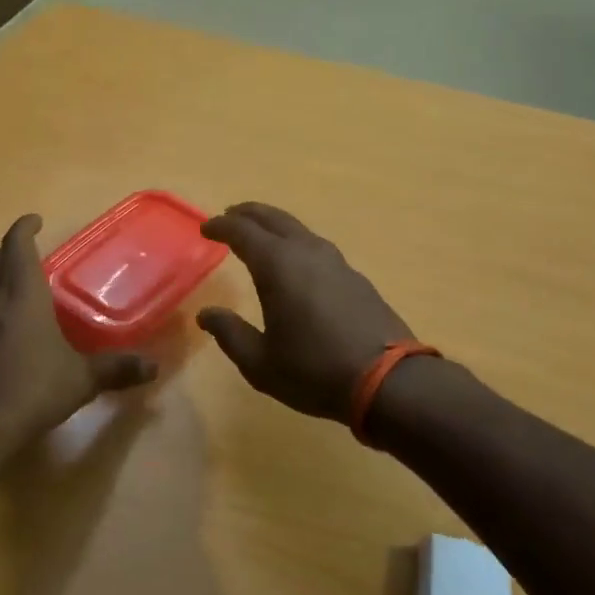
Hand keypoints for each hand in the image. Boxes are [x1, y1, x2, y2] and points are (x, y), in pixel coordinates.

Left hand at [0, 214, 156, 452]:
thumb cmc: (30, 389)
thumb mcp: (80, 379)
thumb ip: (115, 369)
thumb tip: (153, 367)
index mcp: (20, 292)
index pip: (17, 244)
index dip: (24, 228)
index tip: (34, 220)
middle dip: (9, 251)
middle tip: (29, 254)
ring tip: (11, 283)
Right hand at [196, 203, 414, 422]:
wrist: (388, 380)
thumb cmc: (314, 370)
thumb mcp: (260, 363)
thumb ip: (230, 334)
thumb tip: (206, 315)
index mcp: (278, 265)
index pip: (242, 231)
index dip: (221, 226)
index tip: (205, 228)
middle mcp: (306, 252)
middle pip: (273, 218)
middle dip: (247, 214)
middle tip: (229, 216)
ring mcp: (336, 262)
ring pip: (298, 229)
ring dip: (274, 226)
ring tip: (260, 236)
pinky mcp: (355, 277)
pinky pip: (316, 247)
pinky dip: (296, 244)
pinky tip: (297, 264)